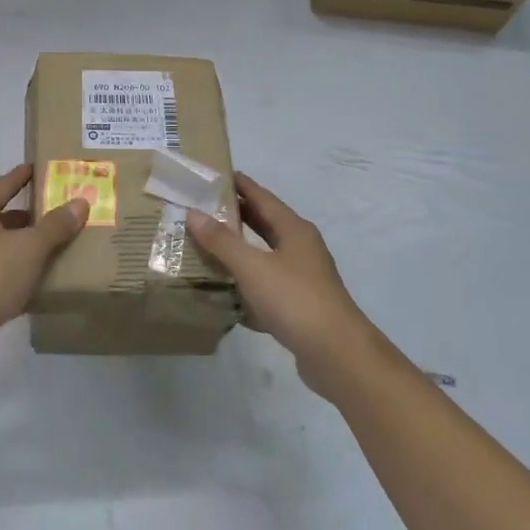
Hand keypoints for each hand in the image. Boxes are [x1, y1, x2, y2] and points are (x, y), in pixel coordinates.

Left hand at [0, 165, 88, 345]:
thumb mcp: (30, 247)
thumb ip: (55, 225)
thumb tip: (80, 202)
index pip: (3, 184)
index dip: (22, 176)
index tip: (39, 169)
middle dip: (24, 216)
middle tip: (53, 214)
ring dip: (16, 246)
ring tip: (46, 249)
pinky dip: (7, 270)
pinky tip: (27, 281)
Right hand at [187, 174, 378, 398]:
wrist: (337, 355)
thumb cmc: (295, 300)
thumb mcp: (253, 267)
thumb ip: (222, 241)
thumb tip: (193, 213)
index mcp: (294, 230)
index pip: (262, 197)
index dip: (239, 184)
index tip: (213, 174)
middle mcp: (300, 248)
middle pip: (264, 224)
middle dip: (236, 215)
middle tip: (201, 208)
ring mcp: (302, 278)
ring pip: (264, 256)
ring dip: (239, 251)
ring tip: (206, 246)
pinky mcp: (298, 307)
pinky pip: (266, 287)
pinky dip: (246, 285)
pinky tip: (225, 293)